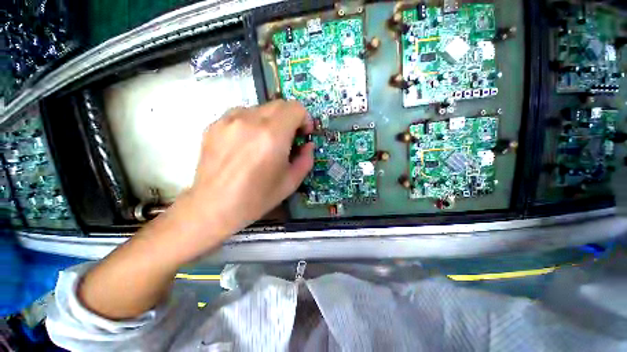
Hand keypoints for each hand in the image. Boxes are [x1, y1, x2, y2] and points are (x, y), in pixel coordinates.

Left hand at [186, 100, 313, 240]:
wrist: (214, 207)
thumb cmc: (257, 198)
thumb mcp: (291, 182)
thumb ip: (306, 160)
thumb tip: (308, 145)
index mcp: (272, 136)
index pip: (295, 108)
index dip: (304, 119)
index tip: (303, 134)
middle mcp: (250, 120)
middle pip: (279, 105)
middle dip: (289, 119)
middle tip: (287, 139)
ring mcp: (229, 120)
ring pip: (260, 109)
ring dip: (270, 121)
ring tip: (265, 143)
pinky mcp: (215, 124)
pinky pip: (241, 115)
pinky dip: (251, 124)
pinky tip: (246, 144)